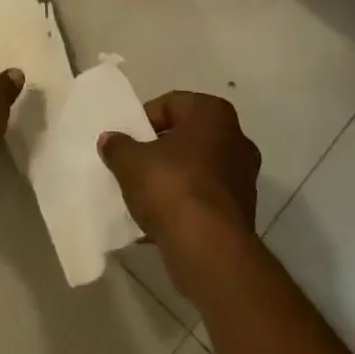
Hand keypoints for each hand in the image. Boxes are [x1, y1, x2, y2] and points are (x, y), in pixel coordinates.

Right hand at [99, 91, 259, 255]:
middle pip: (188, 136)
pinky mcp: (244, 211)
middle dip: (162, 149)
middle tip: (136, 163)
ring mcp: (244, 177)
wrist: (209, 249)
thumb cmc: (171, 187)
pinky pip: (207, 197)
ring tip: (146, 195)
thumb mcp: (131, 162)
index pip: (171, 104)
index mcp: (213, 113)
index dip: (145, 120)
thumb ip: (118, 146)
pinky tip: (162, 220)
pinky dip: (187, 203)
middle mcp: (236, 138)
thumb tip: (110, 140)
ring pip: (199, 168)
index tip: (128, 140)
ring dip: (175, 177)